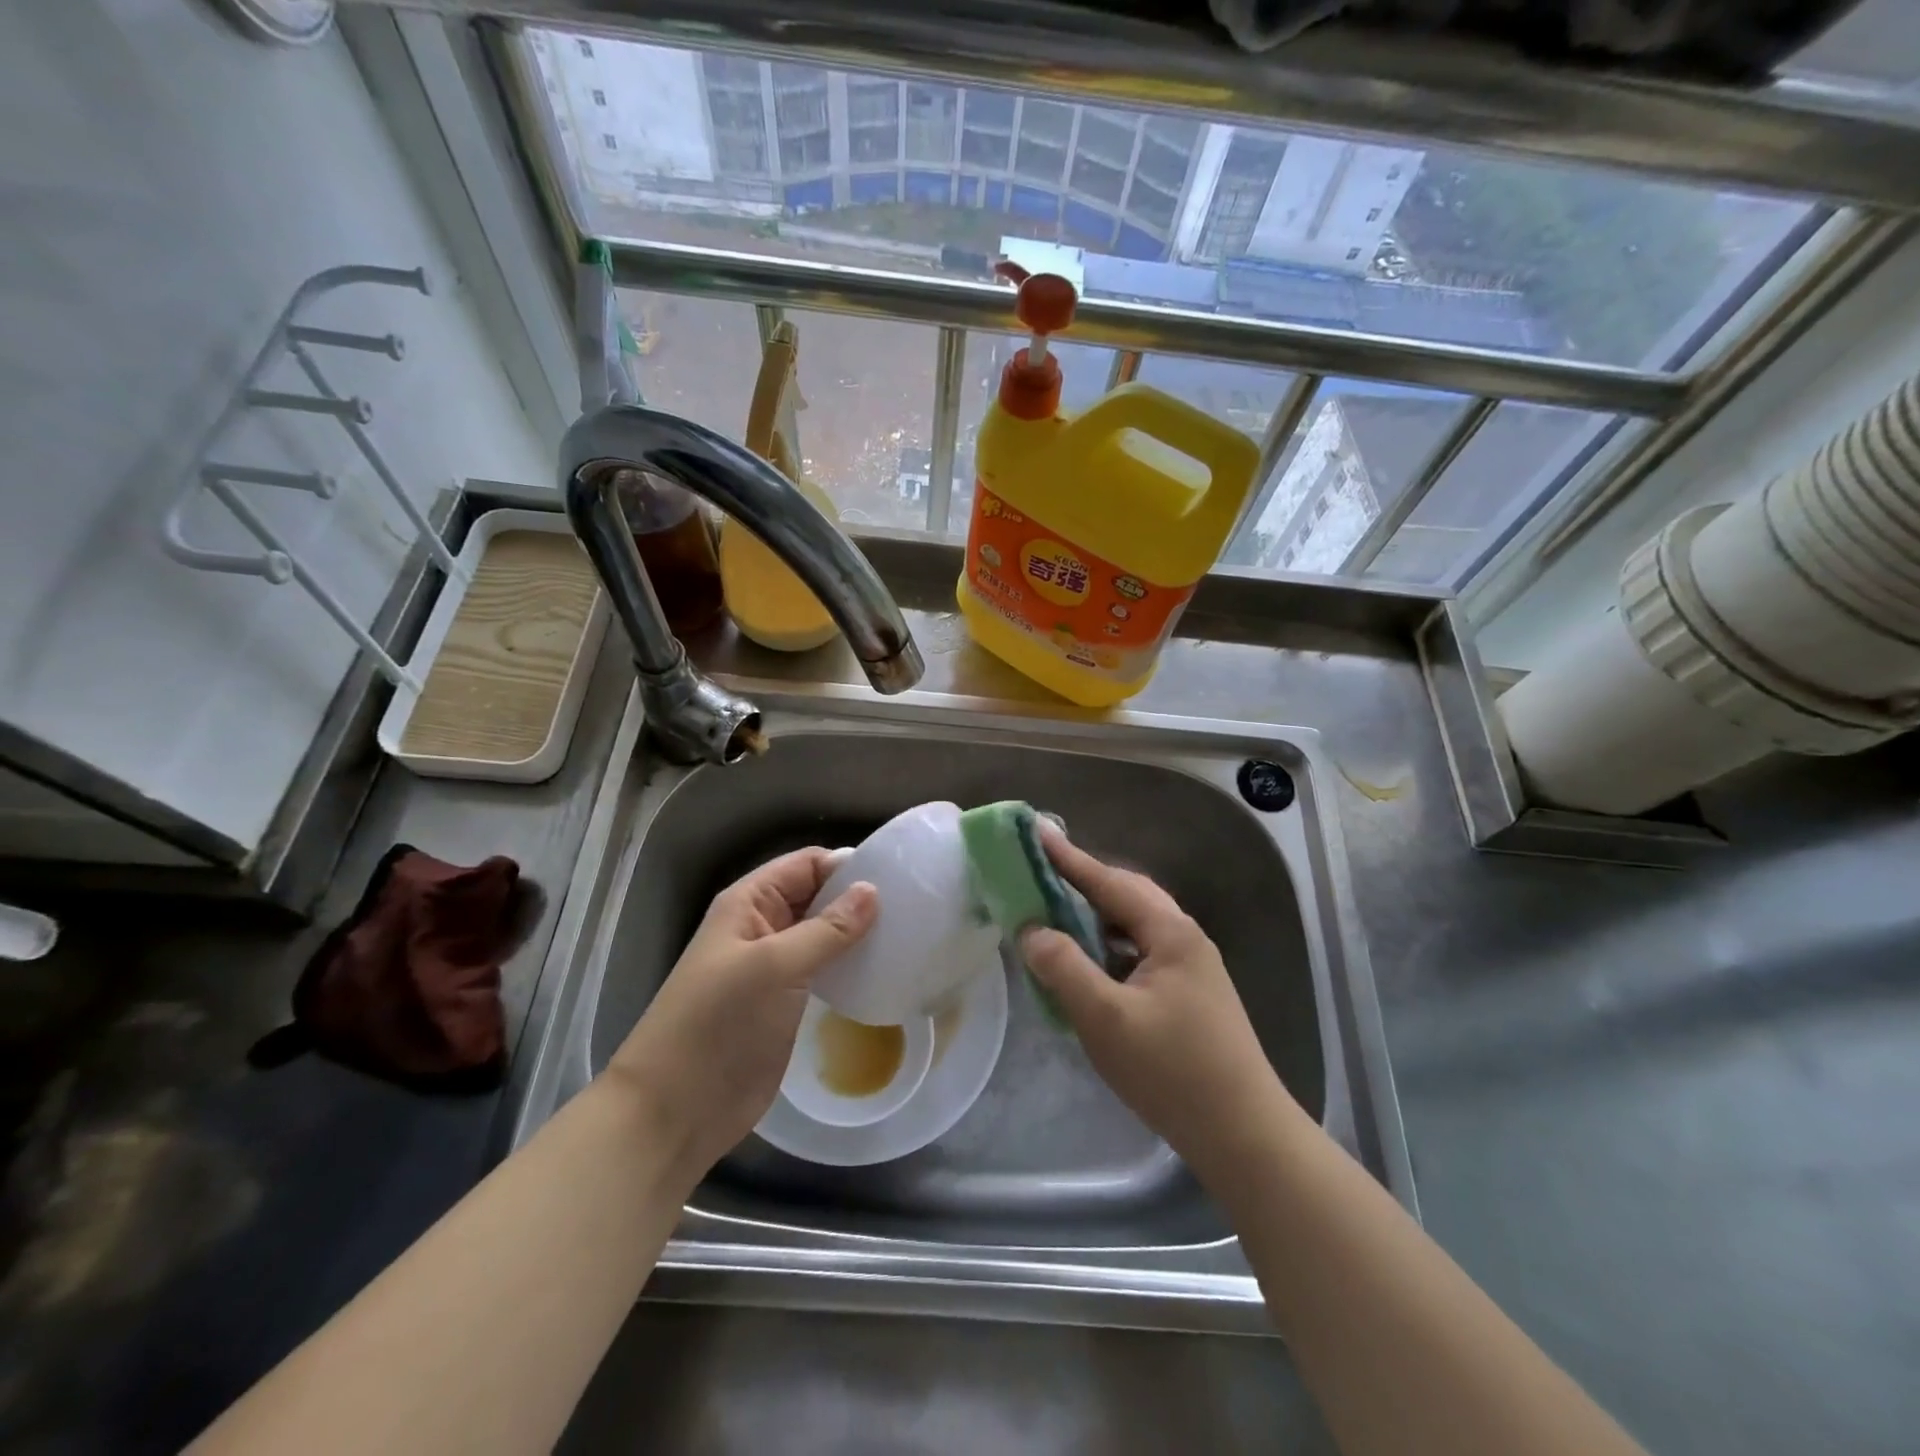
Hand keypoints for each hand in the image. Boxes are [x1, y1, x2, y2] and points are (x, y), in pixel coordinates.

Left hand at [608, 848, 876, 1181]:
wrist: (676, 1111)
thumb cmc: (719, 1025)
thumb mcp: (774, 967)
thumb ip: (826, 928)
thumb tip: (872, 890)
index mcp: (749, 903)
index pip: (806, 864)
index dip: (847, 866)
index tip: (898, 879)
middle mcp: (762, 926)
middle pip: (817, 895)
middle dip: (857, 899)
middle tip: (913, 909)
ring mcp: (774, 967)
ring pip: (823, 934)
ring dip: (857, 934)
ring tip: (906, 937)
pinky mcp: (785, 1002)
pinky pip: (823, 970)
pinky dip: (849, 966)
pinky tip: (881, 971)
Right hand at [1020, 825, 1290, 1179]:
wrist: (1244, 1135)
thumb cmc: (1172, 1072)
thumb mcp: (1106, 1019)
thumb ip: (1064, 968)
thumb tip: (1032, 930)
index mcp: (1170, 933)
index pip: (1110, 883)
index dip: (1069, 859)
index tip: (1037, 832)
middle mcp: (1185, 938)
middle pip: (1128, 895)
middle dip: (1085, 881)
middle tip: (1043, 872)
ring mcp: (1193, 968)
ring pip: (1136, 925)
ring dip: (1098, 915)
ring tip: (1059, 912)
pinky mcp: (1191, 995)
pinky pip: (1141, 952)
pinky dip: (1110, 946)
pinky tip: (1092, 963)